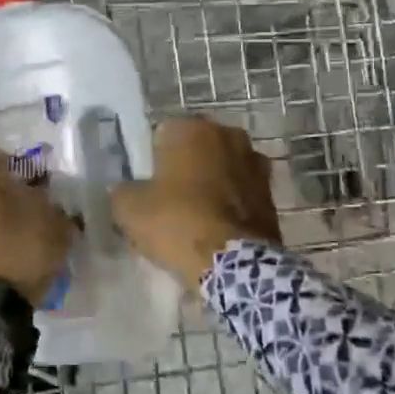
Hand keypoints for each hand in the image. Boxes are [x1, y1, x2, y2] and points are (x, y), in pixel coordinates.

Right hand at [113, 116, 280, 288]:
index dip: (150, 158)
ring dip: (210, 183)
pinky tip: (216, 227)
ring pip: (221, 168)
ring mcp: (256, 163)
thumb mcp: (128, 208)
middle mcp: (228, 135)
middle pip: (196, 148)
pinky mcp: (272, 194)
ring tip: (194, 215)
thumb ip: (122, 190)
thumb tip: (125, 190)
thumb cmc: (177, 222)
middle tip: (167, 197)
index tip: (145, 183)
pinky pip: (240, 192)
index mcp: (192, 128)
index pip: (162, 132)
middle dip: (184, 166)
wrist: (235, 265)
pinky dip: (229, 204)